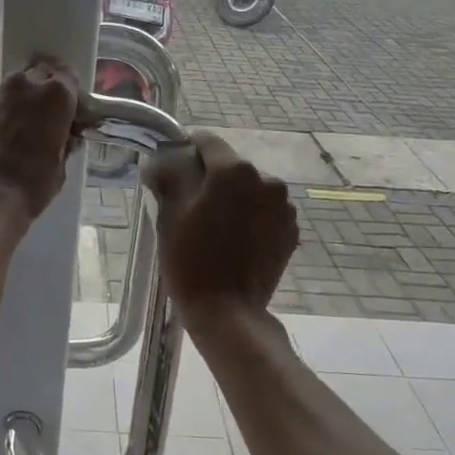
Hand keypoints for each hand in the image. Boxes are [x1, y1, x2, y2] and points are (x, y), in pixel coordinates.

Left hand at [0, 58, 80, 229]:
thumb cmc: (29, 185)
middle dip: (47, 95)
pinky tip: (4, 137)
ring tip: (25, 131)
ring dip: (24, 103)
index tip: (74, 118)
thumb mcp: (59, 166)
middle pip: (41, 77)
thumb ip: (64, 143)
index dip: (73, 99)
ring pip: (16, 89)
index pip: (69, 80)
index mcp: (55, 94)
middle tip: (50, 121)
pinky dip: (4, 113)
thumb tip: (64, 138)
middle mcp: (25, 84)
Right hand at [144, 133, 296, 329]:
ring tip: (212, 226)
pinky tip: (233, 240)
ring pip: (248, 189)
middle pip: (229, 166)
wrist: (228, 313)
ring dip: (232, 198)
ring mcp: (284, 207)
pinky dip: (249, 217)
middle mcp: (267, 179)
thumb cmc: (191, 260)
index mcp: (235, 170)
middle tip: (186, 204)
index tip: (170, 167)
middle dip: (208, 178)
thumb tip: (163, 157)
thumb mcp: (170, 213)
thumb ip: (169, 173)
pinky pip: (264, 211)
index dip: (184, 150)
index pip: (206, 141)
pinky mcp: (290, 231)